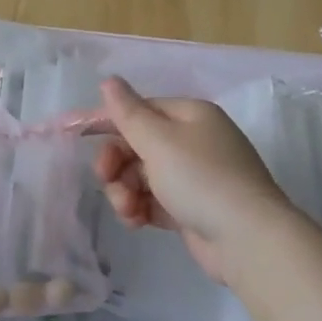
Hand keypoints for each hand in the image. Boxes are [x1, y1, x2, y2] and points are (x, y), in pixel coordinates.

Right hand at [94, 77, 296, 287]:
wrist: (248, 240)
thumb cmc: (201, 179)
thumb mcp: (159, 141)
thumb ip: (128, 112)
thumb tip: (109, 80)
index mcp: (189, 115)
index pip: (138, 110)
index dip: (106, 122)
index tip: (73, 134)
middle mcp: (193, 141)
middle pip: (137, 144)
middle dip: (116, 162)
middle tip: (105, 178)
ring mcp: (194, 177)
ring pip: (141, 175)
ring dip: (125, 190)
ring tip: (127, 209)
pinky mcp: (191, 209)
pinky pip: (153, 200)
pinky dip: (140, 208)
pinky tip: (135, 221)